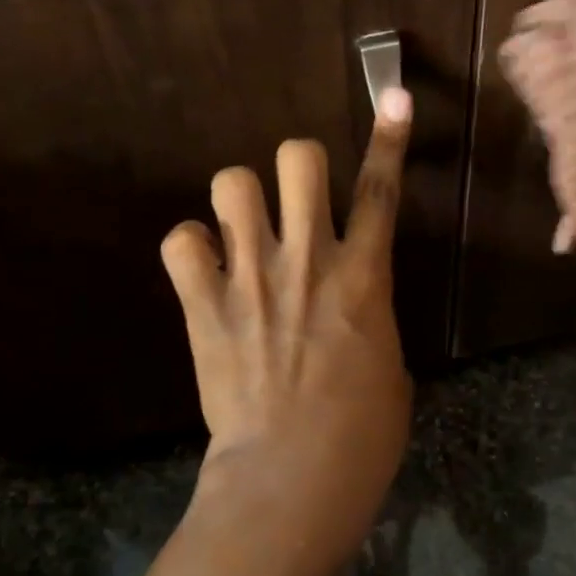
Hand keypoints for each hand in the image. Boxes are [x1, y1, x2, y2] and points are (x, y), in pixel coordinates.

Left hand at [161, 88, 415, 548]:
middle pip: (298, 158)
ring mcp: (251, 278)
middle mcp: (308, 260)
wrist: (293, 476)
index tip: (395, 98)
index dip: (391, 139)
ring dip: (240, 201)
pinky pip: (180, 241)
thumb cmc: (363, 435)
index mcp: (364, 277)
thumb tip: (354, 308)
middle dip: (299, 165)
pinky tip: (203, 271)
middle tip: (297, 199)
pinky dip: (191, 249)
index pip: (381, 190)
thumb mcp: (391, 368)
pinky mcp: (204, 306)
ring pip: (231, 183)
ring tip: (242, 233)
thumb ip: (372, 319)